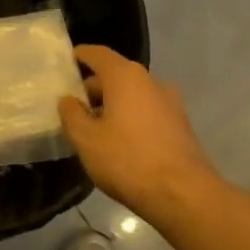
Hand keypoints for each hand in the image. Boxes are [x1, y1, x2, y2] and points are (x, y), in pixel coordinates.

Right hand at [58, 46, 221, 221]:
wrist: (183, 194)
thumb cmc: (127, 160)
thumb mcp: (86, 139)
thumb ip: (72, 115)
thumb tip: (68, 100)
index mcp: (126, 77)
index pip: (98, 54)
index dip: (80, 56)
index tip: (66, 62)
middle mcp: (151, 81)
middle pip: (116, 75)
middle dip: (94, 88)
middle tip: (73, 107)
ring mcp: (170, 103)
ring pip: (133, 95)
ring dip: (113, 106)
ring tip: (94, 128)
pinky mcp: (180, 125)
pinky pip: (147, 112)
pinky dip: (130, 118)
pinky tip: (119, 142)